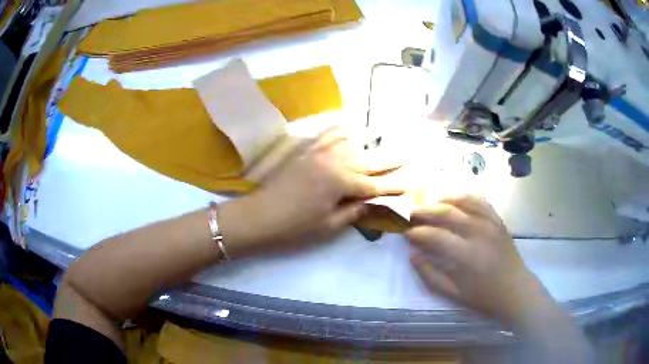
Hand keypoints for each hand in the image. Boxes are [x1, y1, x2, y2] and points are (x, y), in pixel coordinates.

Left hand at [220, 127, 404, 255]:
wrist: (260, 216)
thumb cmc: (295, 227)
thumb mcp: (328, 226)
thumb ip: (354, 212)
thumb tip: (372, 202)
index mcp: (341, 182)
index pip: (374, 185)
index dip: (392, 186)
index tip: (409, 183)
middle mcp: (334, 162)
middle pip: (367, 161)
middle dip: (389, 161)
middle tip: (406, 156)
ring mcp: (318, 153)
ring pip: (351, 146)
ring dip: (367, 147)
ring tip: (382, 145)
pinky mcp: (306, 151)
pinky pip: (327, 135)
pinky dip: (340, 131)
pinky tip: (347, 130)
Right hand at [406, 195, 542, 323]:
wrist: (514, 289)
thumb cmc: (483, 296)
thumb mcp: (453, 293)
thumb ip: (430, 275)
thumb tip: (412, 255)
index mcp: (466, 255)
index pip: (435, 236)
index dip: (417, 233)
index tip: (406, 234)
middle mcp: (478, 232)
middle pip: (446, 213)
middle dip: (424, 211)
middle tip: (411, 214)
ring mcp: (490, 223)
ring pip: (463, 201)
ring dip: (443, 200)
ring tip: (430, 205)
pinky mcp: (497, 220)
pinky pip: (480, 201)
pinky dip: (465, 197)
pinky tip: (454, 200)